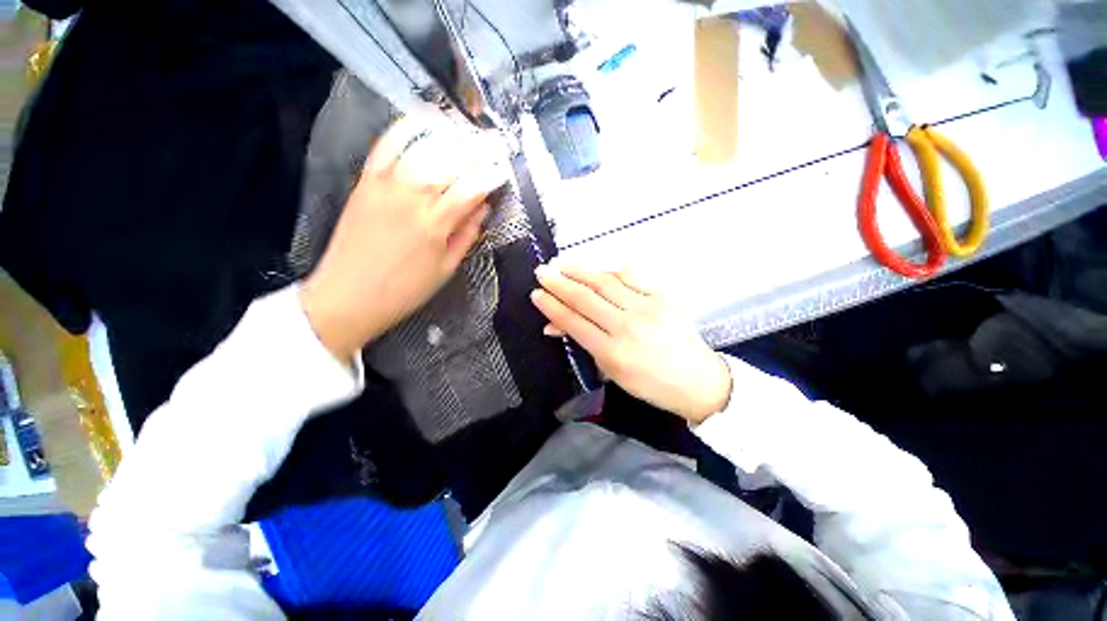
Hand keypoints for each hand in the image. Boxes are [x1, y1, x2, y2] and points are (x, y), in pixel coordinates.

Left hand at [300, 118, 508, 361]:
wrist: (349, 295)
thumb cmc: (405, 290)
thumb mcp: (446, 268)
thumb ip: (467, 235)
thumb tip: (483, 208)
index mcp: (437, 224)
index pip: (473, 187)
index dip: (493, 175)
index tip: (505, 169)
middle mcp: (414, 197)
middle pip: (451, 161)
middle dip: (477, 150)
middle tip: (493, 142)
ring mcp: (387, 185)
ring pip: (424, 148)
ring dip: (450, 137)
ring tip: (467, 133)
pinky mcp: (366, 181)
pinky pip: (387, 145)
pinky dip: (405, 130)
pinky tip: (423, 122)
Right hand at [531, 264, 731, 423]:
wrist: (696, 380)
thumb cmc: (650, 384)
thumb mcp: (611, 371)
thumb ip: (583, 344)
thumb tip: (554, 326)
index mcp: (613, 352)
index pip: (574, 321)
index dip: (552, 305)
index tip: (537, 293)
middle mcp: (628, 326)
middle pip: (586, 298)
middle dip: (560, 283)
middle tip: (542, 271)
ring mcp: (648, 308)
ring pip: (606, 282)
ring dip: (581, 271)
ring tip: (563, 263)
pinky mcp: (663, 296)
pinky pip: (632, 276)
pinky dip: (611, 271)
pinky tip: (598, 270)